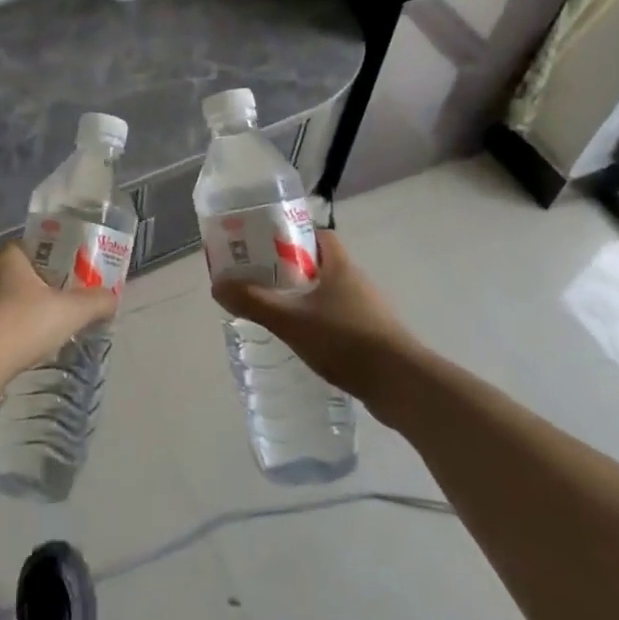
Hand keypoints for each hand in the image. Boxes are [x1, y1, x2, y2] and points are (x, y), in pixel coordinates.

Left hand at [0, 242, 118, 376]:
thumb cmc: (25, 321)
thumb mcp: (71, 310)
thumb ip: (95, 302)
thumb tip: (113, 299)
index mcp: (10, 258)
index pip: (32, 246)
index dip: (53, 256)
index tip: (71, 271)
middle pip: (20, 275)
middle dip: (41, 287)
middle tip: (65, 301)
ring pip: (6, 302)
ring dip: (24, 312)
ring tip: (48, 328)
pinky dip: (11, 334)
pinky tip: (26, 348)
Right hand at [209, 230, 418, 401]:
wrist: (401, 385)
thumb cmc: (345, 340)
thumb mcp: (290, 320)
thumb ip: (254, 301)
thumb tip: (217, 285)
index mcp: (340, 264)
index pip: (317, 235)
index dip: (291, 235)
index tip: (265, 247)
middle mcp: (357, 280)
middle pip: (320, 263)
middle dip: (291, 269)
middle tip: (262, 280)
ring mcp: (369, 308)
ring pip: (330, 292)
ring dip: (306, 298)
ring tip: (278, 311)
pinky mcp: (374, 335)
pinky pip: (340, 318)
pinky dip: (321, 322)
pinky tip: (305, 340)